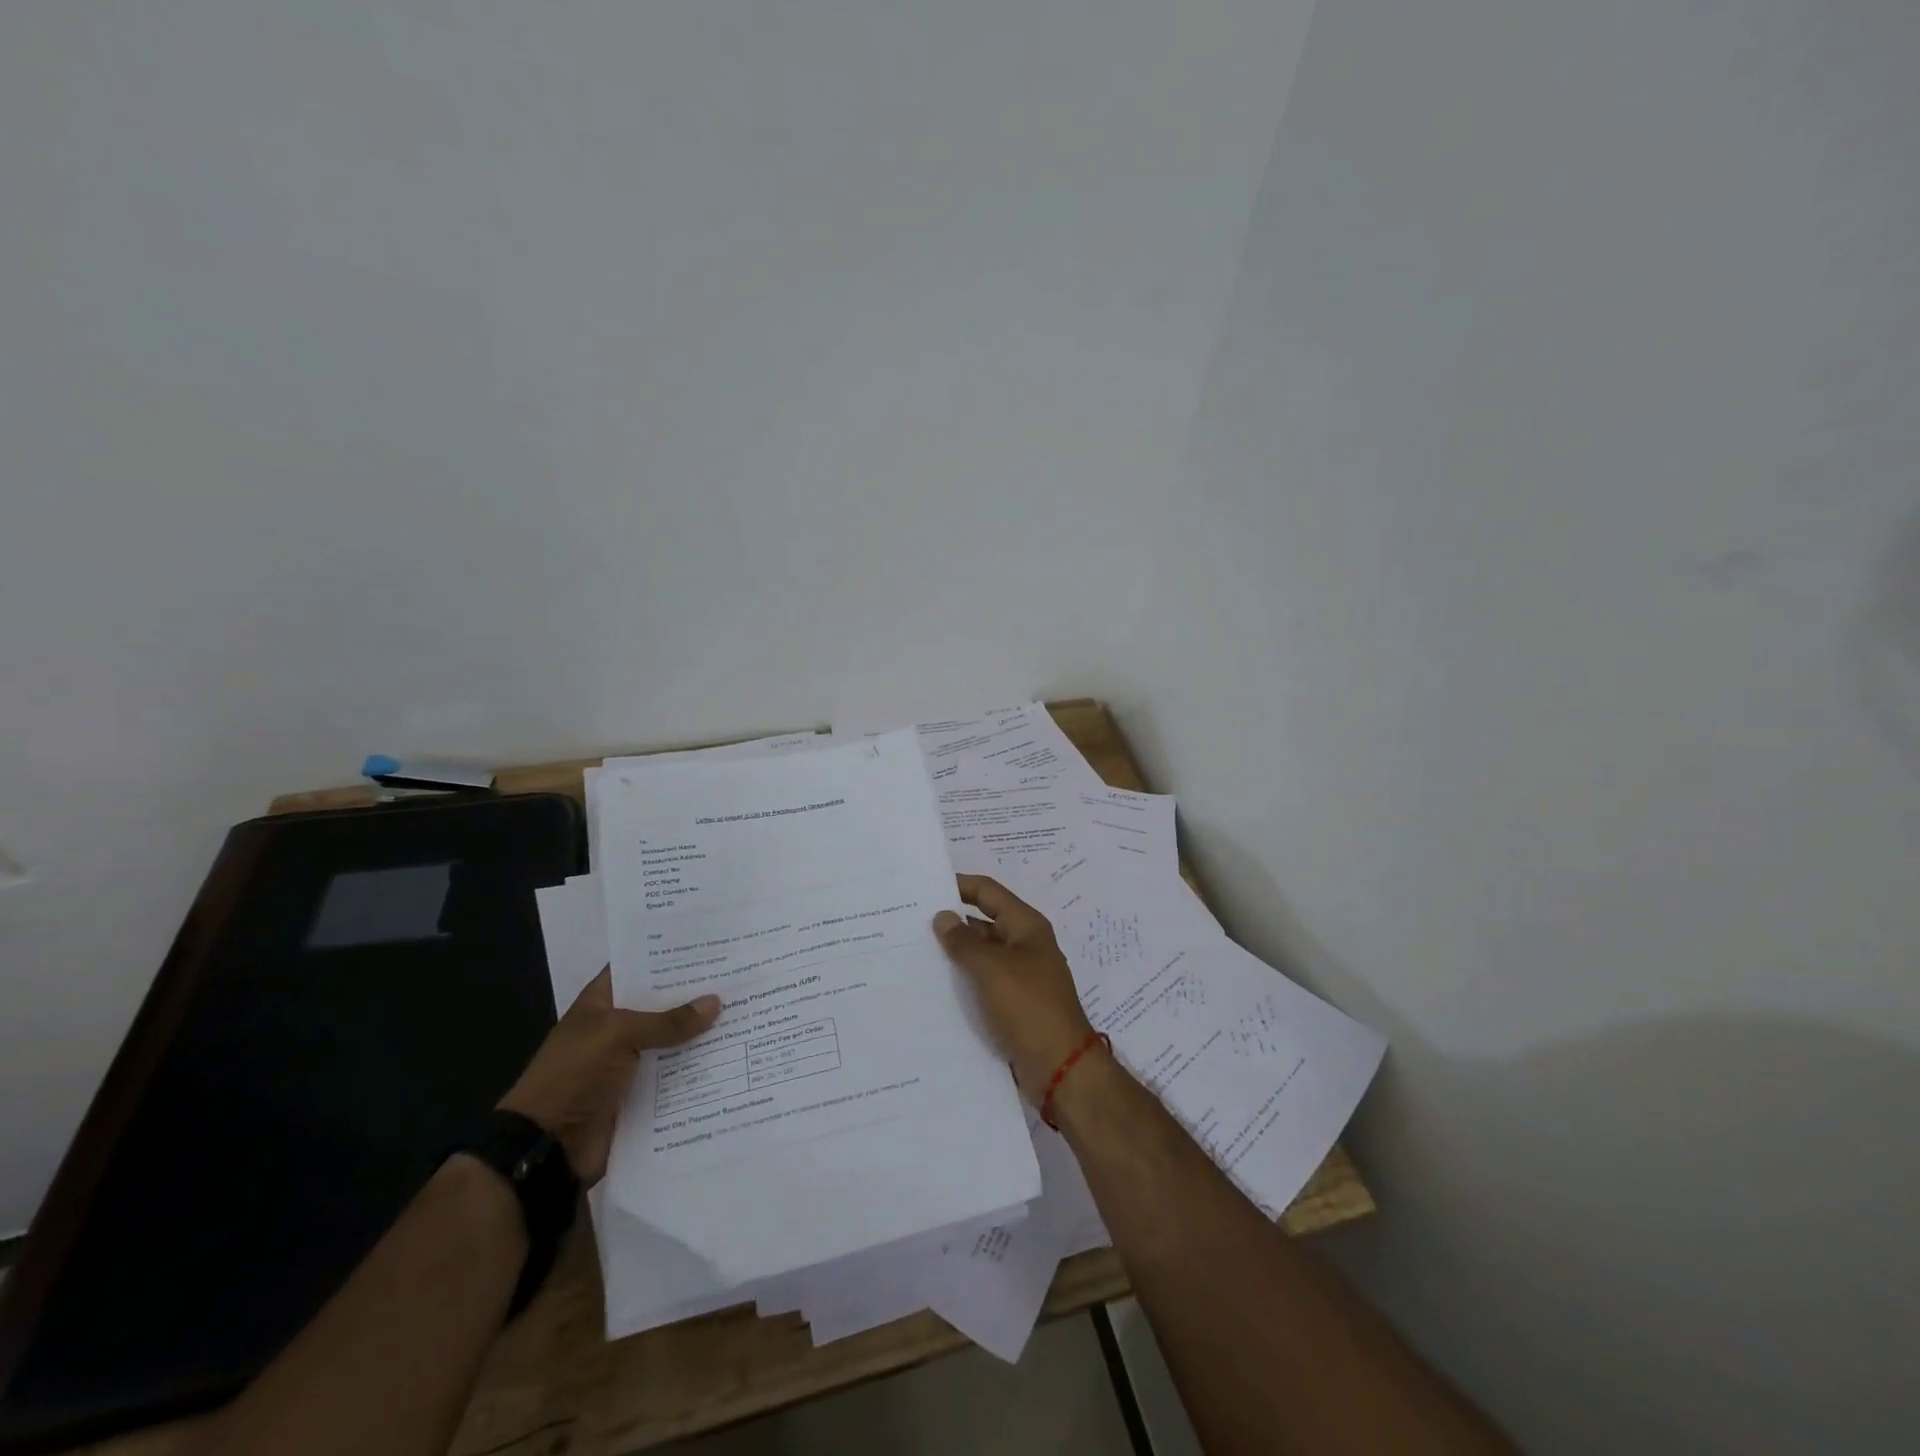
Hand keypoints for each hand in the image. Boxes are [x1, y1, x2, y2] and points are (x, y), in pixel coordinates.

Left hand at [498, 968, 719, 1184]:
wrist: (548, 1148)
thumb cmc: (574, 1076)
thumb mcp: (618, 1036)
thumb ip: (667, 1021)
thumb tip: (715, 1002)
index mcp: (601, 1004)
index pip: (637, 969)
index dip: (668, 958)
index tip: (708, 946)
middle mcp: (617, 1029)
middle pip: (661, 1005)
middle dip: (695, 995)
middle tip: (740, 976)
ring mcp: (630, 1063)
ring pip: (673, 1041)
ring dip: (702, 1033)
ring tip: (747, 1012)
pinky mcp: (642, 1095)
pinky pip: (675, 1076)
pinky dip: (699, 1069)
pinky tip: (734, 1055)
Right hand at [933, 875, 1095, 1103]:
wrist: (1060, 1067)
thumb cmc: (1029, 1007)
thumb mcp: (992, 969)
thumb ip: (964, 942)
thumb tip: (942, 916)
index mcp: (1026, 926)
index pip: (988, 892)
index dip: (959, 885)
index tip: (924, 887)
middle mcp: (1024, 945)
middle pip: (983, 922)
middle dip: (951, 922)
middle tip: (909, 922)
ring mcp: (1019, 976)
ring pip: (981, 954)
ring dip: (954, 954)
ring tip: (912, 953)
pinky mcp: (1012, 1004)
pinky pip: (982, 982)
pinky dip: (962, 980)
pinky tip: (932, 987)